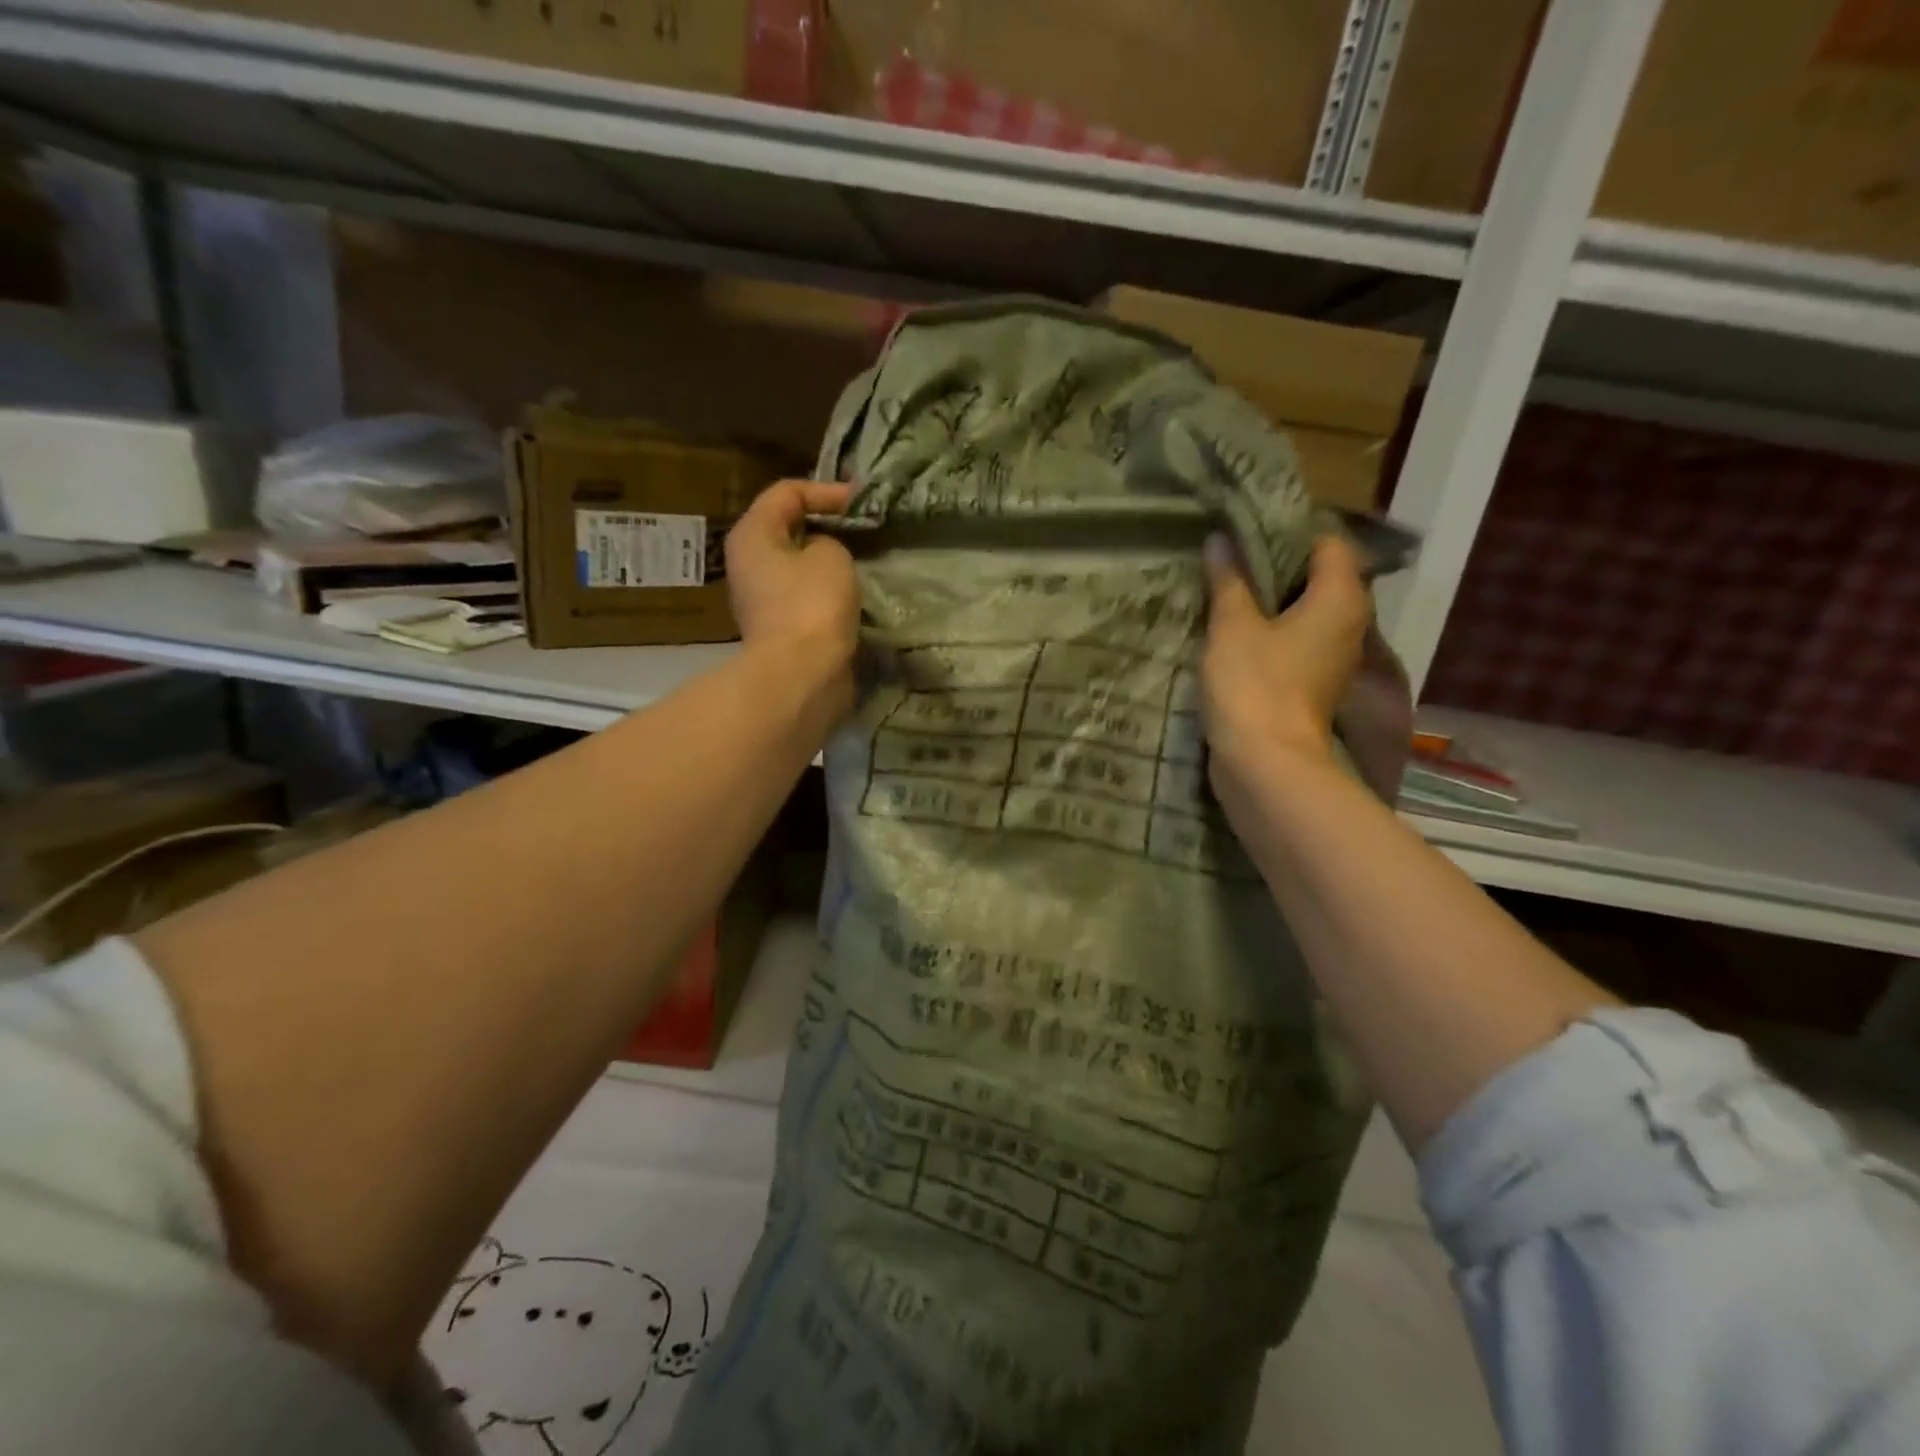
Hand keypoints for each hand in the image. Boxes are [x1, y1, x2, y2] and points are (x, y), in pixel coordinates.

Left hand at [726, 480, 860, 707]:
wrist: (803, 675)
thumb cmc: (812, 605)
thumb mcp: (831, 554)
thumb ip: (828, 540)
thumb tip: (820, 552)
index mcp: (752, 535)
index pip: (787, 492)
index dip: (826, 490)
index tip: (861, 501)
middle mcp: (748, 563)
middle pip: (788, 528)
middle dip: (826, 526)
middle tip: (862, 528)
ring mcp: (762, 599)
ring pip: (798, 565)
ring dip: (828, 562)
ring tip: (863, 560)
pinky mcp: (780, 628)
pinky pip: (805, 596)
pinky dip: (827, 591)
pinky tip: (853, 595)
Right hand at [1201, 533, 1369, 790]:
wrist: (1266, 763)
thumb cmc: (1254, 685)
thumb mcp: (1232, 626)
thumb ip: (1229, 580)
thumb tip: (1221, 540)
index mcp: (1341, 598)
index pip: (1328, 542)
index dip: (1289, 531)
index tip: (1248, 529)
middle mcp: (1349, 622)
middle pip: (1318, 576)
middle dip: (1276, 565)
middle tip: (1231, 555)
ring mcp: (1333, 656)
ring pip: (1305, 610)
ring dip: (1271, 600)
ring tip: (1228, 587)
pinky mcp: (1313, 682)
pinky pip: (1295, 640)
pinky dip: (1270, 630)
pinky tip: (1234, 628)